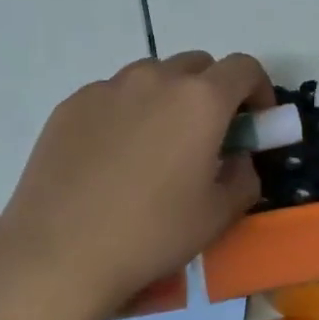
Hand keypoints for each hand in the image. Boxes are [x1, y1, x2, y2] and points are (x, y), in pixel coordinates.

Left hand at [0, 51, 274, 315]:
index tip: (255, 122)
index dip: (259, 90)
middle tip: (207, 137)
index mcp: (200, 100)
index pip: (244, 68)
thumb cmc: (152, 234)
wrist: (60, 253)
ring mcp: (107, 88)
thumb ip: (244, 176)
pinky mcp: (71, 105)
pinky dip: (127, 113)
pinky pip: (112, 96)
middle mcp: (155, 79)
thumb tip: (237, 158)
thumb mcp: (219, 215)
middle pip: (197, 66)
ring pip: (152, 77)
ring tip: (156, 148)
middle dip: (213, 92)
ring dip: (168, 99)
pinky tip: (112, 159)